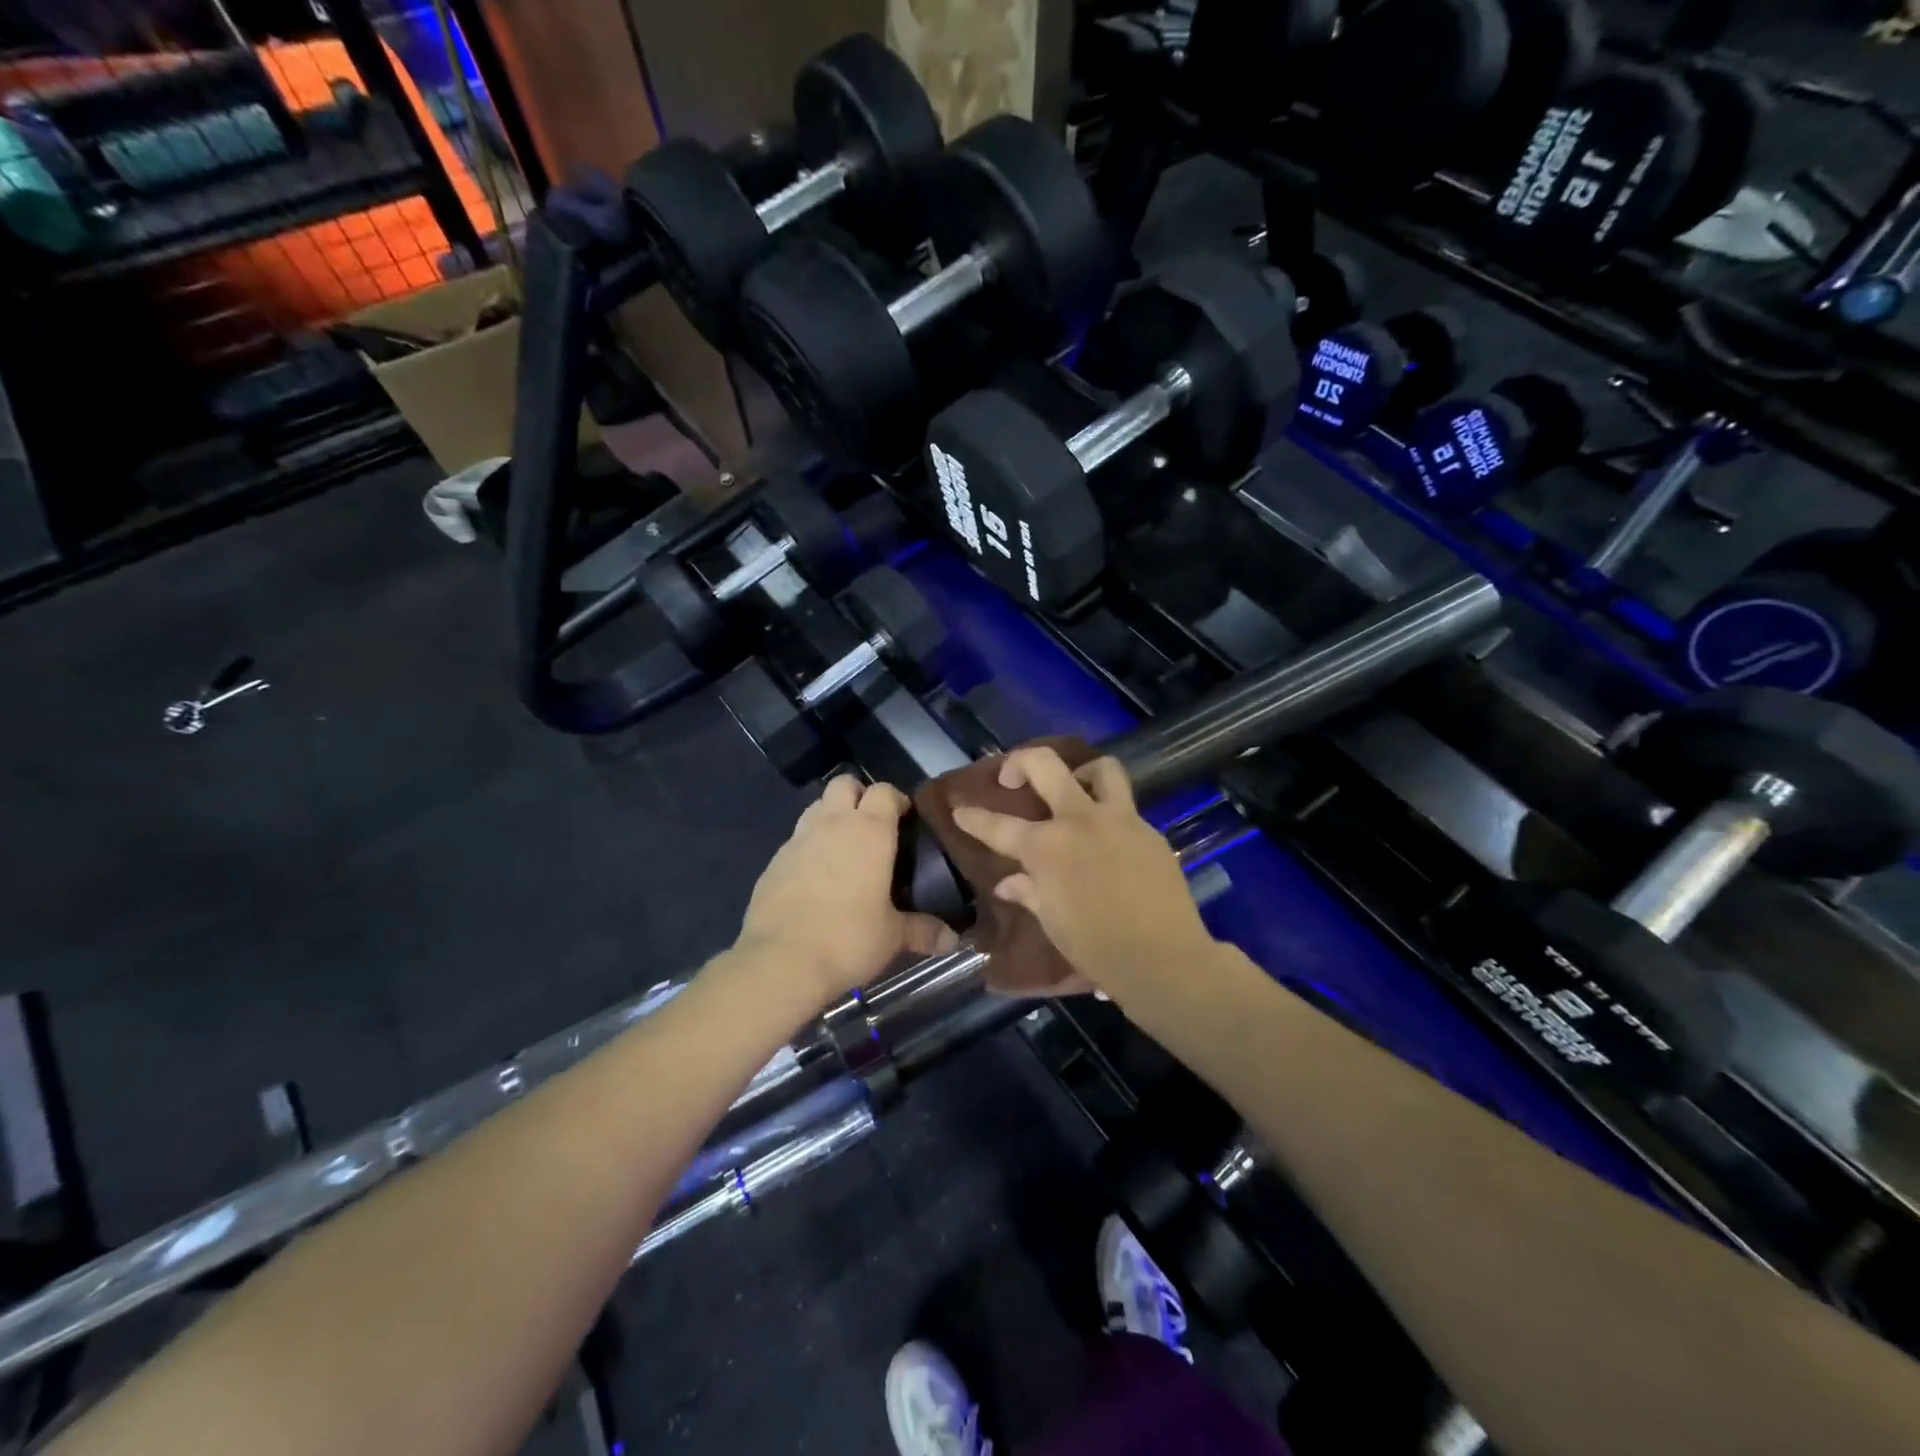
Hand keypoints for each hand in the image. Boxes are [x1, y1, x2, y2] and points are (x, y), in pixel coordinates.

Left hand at [736, 776, 958, 1007]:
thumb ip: (923, 931)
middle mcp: (832, 824)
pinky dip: (809, 846)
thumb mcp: (893, 937)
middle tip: (873, 826)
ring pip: (817, 806)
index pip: (885, 791)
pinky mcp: (774, 861)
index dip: (897, 799)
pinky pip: (796, 839)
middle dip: (859, 795)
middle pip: (844, 784)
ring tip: (844, 847)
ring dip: (832, 816)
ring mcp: (798, 839)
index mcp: (869, 830)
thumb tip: (951, 940)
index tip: (907, 819)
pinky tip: (816, 877)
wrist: (780, 961)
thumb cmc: (848, 938)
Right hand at [952, 748, 1213, 993]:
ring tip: (1074, 790)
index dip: (973, 817)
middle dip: (1020, 762)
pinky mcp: (1150, 831)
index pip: (998, 826)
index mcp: (1047, 848)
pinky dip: (1109, 814)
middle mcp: (1080, 821)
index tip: (960, 809)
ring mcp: (1120, 820)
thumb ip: (1028, 893)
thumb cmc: (1097, 948)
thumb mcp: (1053, 922)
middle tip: (1013, 778)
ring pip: (1101, 768)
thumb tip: (1008, 883)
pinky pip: (1126, 807)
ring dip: (1081, 773)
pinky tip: (1107, 840)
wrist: (1164, 960)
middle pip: (1045, 764)